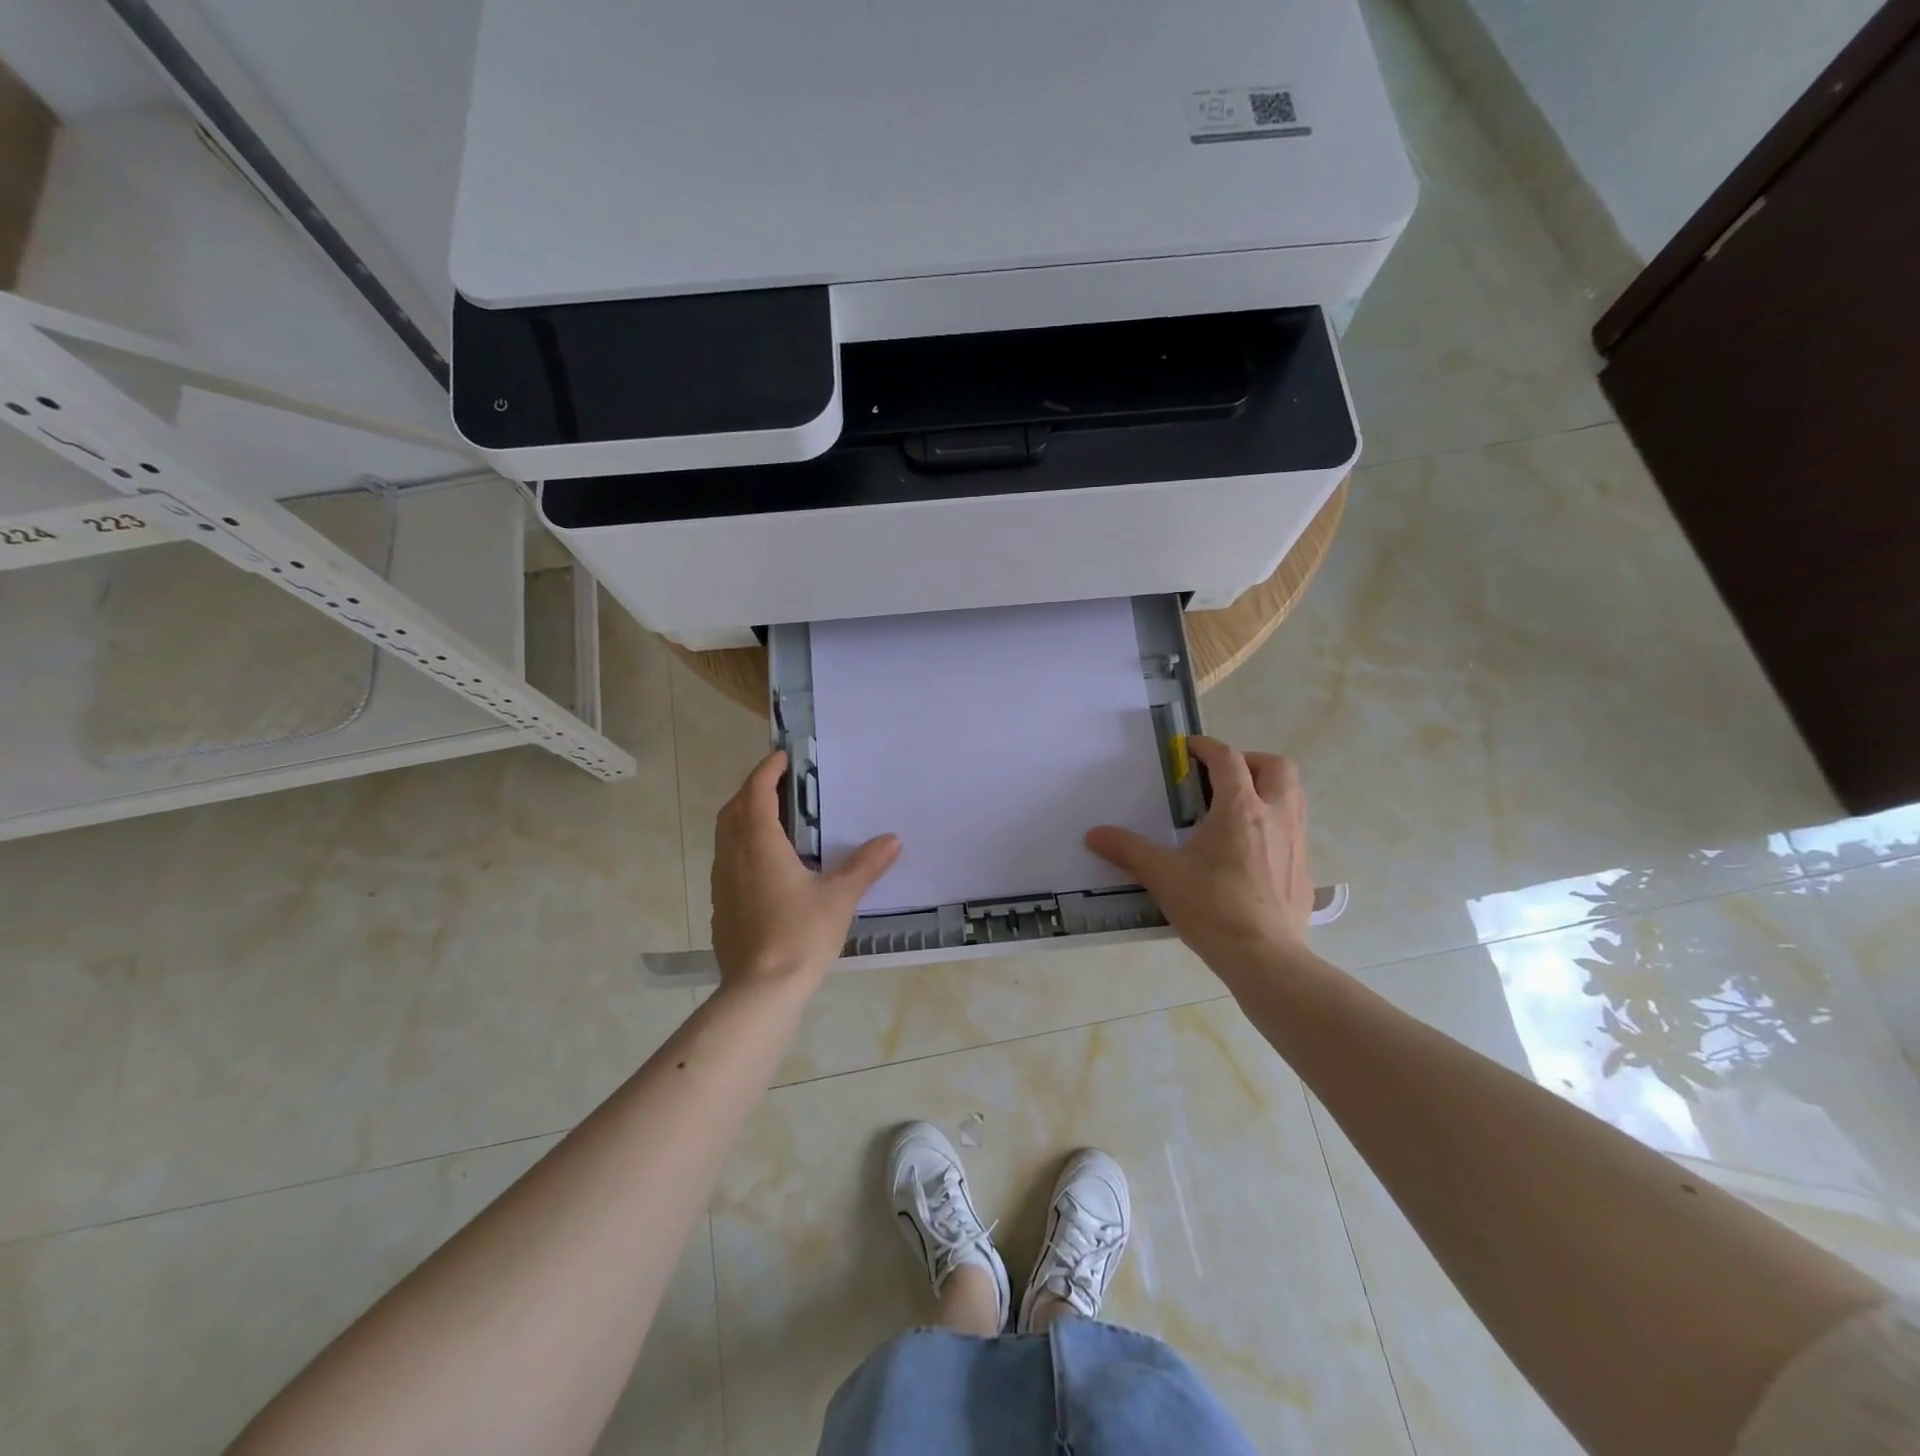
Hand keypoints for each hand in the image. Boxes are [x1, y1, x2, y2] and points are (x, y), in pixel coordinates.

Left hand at [710, 750, 901, 990]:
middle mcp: (733, 857)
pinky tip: (765, 864)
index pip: (756, 794)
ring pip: (726, 836)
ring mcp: (722, 883)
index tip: (782, 757)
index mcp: (760, 846)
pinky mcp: (720, 906)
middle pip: (733, 810)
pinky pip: (726, 861)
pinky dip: (741, 846)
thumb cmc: (801, 935)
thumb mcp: (840, 897)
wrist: (761, 991)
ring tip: (773, 818)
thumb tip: (893, 839)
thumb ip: (865, 865)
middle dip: (753, 790)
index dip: (767, 771)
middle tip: (779, 784)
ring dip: (743, 817)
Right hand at [1085, 736, 1312, 973]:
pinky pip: (1295, 828)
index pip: (1228, 759)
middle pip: (1276, 767)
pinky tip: (1251, 848)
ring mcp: (1297, 842)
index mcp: (1240, 809)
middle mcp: (1276, 815)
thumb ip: (1127, 850)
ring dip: (1268, 788)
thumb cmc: (1212, 908)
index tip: (1189, 748)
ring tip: (1237, 806)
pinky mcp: (1304, 869)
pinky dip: (1275, 822)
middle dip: (1249, 761)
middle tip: (1221, 777)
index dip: (1207, 747)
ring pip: (1294, 795)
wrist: (1264, 958)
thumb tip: (1094, 835)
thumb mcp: (1162, 876)